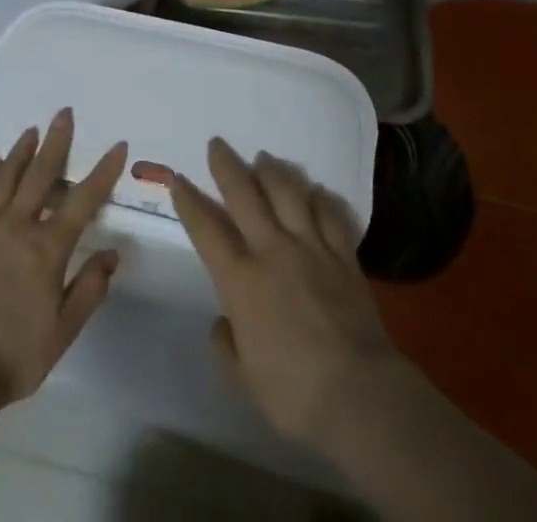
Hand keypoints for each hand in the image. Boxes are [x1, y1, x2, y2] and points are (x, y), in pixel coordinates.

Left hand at [0, 109, 127, 403]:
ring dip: (19, 152)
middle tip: (64, 113)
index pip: (83, 201)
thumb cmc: (14, 356)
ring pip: (4, 179)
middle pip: (41, 175)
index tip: (117, 146)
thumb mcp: (63, 331)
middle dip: (56, 142)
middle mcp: (17, 226)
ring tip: (30, 130)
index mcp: (48, 248)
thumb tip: (112, 253)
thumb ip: (89, 288)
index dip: (103, 172)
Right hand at [169, 137, 400, 448]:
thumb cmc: (293, 393)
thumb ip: (227, 345)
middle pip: (246, 196)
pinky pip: (331, 215)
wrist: (358, 392)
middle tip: (217, 144)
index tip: (178, 179)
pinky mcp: (344, 256)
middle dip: (227, 166)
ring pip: (289, 193)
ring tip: (264, 158)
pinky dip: (321, 198)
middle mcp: (273, 251)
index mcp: (242, 281)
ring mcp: (311, 248)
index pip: (207, 231)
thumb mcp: (244, 379)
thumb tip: (223, 321)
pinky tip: (316, 190)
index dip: (190, 203)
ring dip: (273, 171)